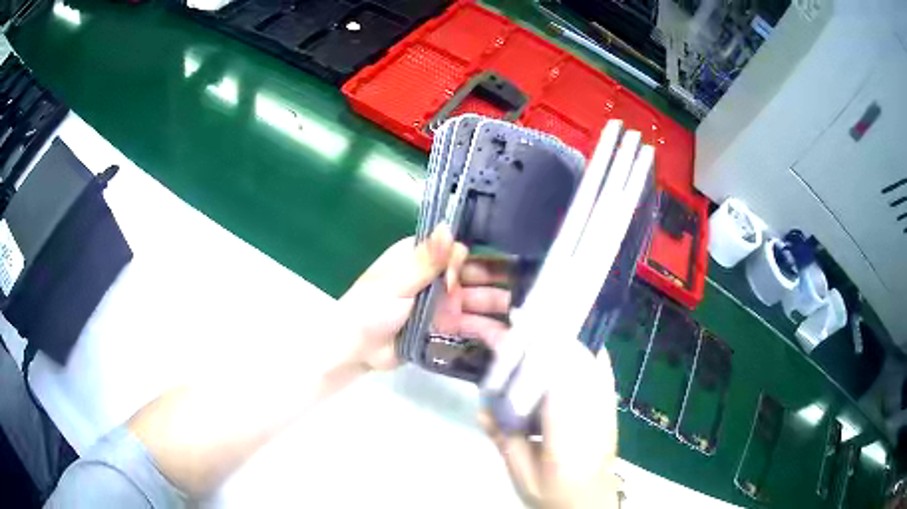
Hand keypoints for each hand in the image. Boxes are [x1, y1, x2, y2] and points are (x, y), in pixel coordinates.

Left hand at [338, 225, 511, 370]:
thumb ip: (426, 260)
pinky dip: (488, 333)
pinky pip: (470, 328)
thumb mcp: (396, 282)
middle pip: (474, 278)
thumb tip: (448, 226)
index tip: (470, 280)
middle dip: (497, 285)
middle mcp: (436, 278)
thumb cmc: (369, 308)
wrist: (356, 349)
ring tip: (524, 321)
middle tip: (528, 293)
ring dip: (497, 310)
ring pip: (476, 303)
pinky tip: (507, 341)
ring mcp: (442, 305)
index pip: (457, 253)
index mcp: (422, 259)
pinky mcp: (445, 328)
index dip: (470, 264)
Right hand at [480, 339, 620, 508]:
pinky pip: (601, 367)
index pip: (555, 377)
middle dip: (546, 335)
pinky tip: (568, 346)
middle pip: (575, 358)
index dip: (537, 346)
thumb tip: (482, 408)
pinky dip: (584, 350)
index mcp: (568, 433)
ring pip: (590, 358)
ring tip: (538, 329)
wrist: (591, 503)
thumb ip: (505, 439)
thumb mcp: (522, 473)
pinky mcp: (610, 404)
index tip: (514, 326)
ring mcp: (607, 405)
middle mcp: (593, 411)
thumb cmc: (555, 493)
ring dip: (564, 339)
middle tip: (519, 321)